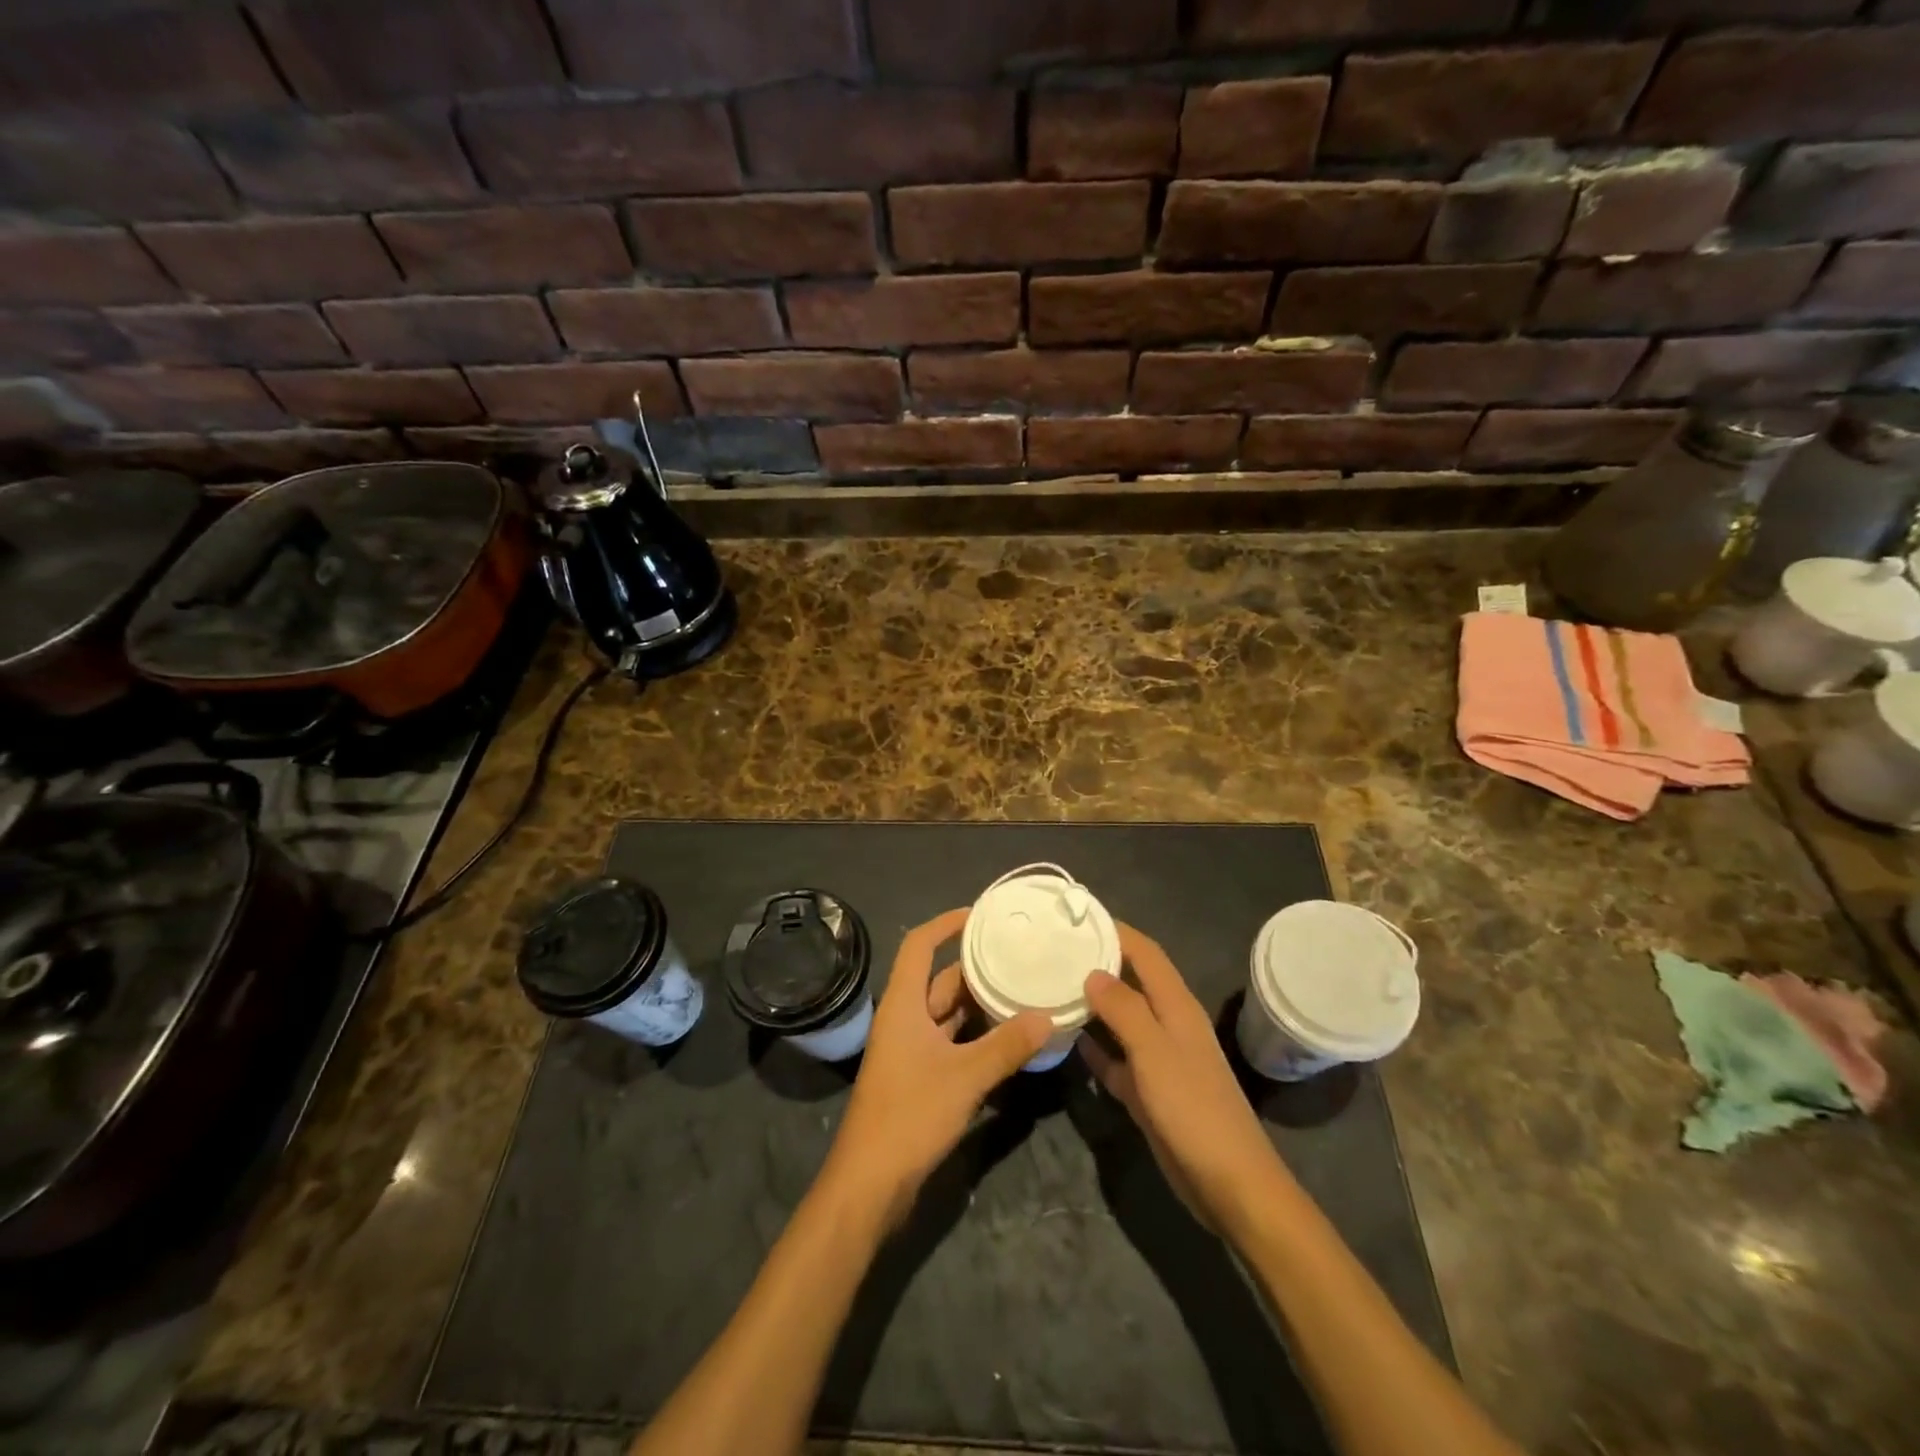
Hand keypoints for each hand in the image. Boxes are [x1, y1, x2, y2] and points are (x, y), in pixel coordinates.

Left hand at [822, 908, 1051, 1228]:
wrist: (870, 1184)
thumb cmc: (909, 1115)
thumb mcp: (964, 1077)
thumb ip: (1006, 1046)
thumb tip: (1048, 1016)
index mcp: (903, 1005)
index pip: (919, 946)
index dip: (946, 924)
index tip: (980, 915)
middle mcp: (904, 1020)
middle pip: (940, 980)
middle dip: (975, 967)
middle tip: (1018, 956)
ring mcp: (910, 1050)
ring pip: (948, 1014)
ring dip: (980, 1004)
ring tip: (1022, 989)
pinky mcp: (919, 1078)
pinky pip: (952, 1043)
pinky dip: (977, 1036)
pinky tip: (1009, 1038)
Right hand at [1081, 924, 1290, 1232]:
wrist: (1229, 1184)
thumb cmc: (1193, 1108)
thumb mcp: (1155, 1052)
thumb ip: (1124, 1009)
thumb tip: (1093, 972)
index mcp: (1175, 1005)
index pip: (1145, 952)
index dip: (1116, 930)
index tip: (1078, 916)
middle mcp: (1167, 1024)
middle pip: (1131, 981)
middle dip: (1099, 962)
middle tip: (1054, 949)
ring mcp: (1159, 1059)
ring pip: (1121, 1019)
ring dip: (1093, 1004)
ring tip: (1053, 986)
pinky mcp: (1149, 1091)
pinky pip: (1117, 1058)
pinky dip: (1096, 1047)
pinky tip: (1069, 1041)